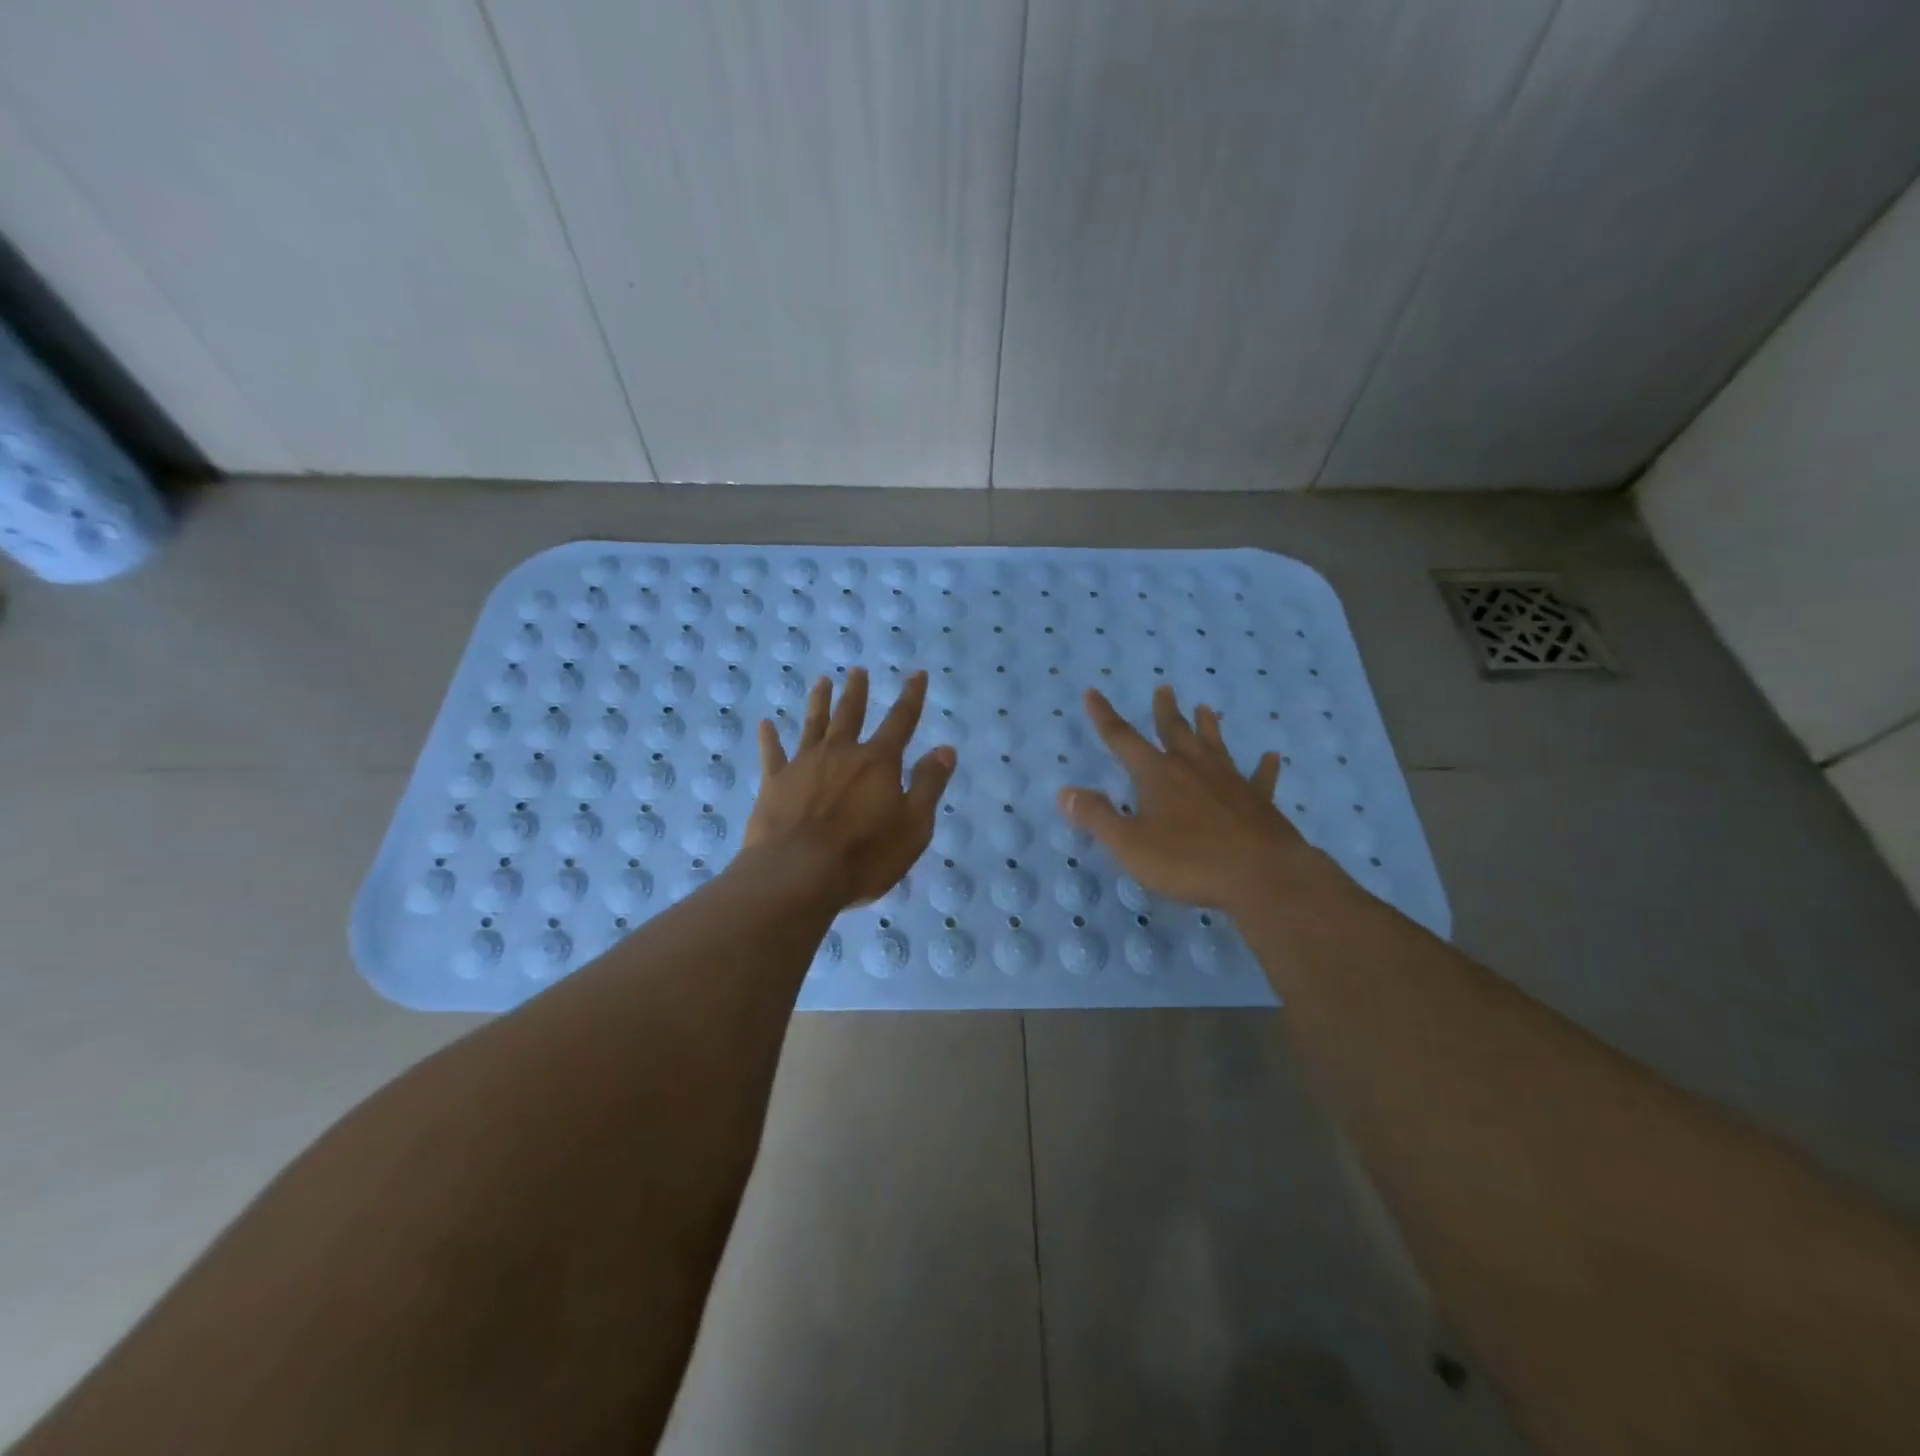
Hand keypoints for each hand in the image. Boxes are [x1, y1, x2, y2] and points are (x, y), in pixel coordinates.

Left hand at [744, 667, 956, 908]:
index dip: (911, 696)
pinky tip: (766, 725)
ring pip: (813, 725)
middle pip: (851, 714)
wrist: (796, 874)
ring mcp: (804, 765)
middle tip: (857, 670)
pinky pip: (772, 754)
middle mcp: (841, 753)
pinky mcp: (774, 783)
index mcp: (878, 762)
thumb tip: (945, 748)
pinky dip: (769, 739)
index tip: (917, 674)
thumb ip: (928, 785)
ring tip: (822, 682)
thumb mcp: (913, 826)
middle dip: (857, 691)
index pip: (901, 721)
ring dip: (819, 702)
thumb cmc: (864, 855)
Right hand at [1057, 685, 1324, 913]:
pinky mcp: (1259, 801)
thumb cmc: (1188, 861)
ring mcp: (1230, 781)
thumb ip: (1097, 817)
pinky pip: (1260, 778)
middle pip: (1174, 732)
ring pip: (1215, 746)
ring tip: (1206, 708)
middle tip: (1164, 688)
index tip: (1092, 692)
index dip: (1104, 716)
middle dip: (1165, 711)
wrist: (1261, 876)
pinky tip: (1271, 756)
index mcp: (1157, 775)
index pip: (1122, 739)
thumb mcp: (1129, 844)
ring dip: (1208, 726)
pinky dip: (1264, 767)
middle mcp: (1192, 768)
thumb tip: (1064, 791)